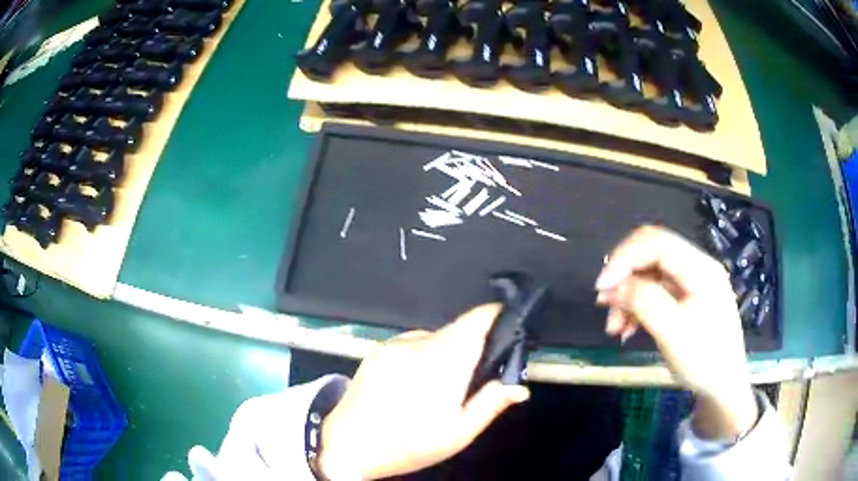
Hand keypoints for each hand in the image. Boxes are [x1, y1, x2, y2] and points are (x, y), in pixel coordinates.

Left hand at [317, 304, 529, 479]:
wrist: (347, 444)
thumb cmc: (407, 444)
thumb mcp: (456, 434)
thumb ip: (490, 405)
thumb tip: (519, 387)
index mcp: (443, 364)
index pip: (474, 322)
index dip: (494, 314)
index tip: (507, 320)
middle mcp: (418, 344)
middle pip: (456, 331)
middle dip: (472, 345)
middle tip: (474, 376)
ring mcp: (394, 344)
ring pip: (434, 337)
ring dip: (445, 352)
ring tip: (439, 387)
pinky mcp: (378, 349)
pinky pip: (412, 343)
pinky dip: (423, 354)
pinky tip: (414, 382)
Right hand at [595, 226, 757, 438]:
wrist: (722, 387)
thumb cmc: (704, 361)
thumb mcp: (673, 333)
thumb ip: (644, 302)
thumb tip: (612, 286)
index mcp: (700, 268)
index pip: (656, 243)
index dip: (624, 257)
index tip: (601, 287)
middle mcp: (696, 268)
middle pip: (651, 254)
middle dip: (624, 277)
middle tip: (603, 304)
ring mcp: (691, 284)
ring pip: (649, 275)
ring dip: (627, 296)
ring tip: (614, 328)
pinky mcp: (685, 300)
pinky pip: (654, 293)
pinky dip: (636, 308)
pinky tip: (627, 329)